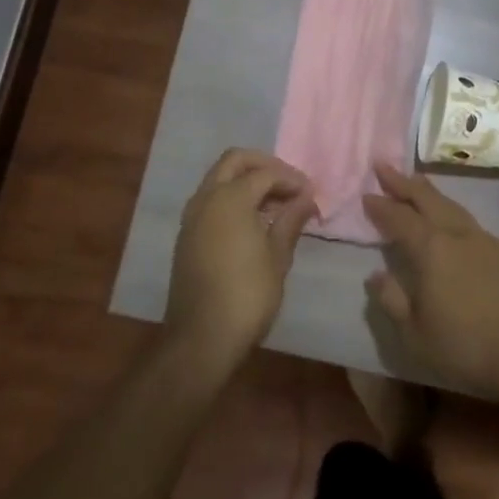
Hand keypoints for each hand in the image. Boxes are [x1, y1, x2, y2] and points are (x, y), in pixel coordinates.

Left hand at [166, 149, 316, 369]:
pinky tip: (253, 222)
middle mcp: (206, 198)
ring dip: (246, 181)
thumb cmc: (247, 295)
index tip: (311, 194)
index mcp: (230, 198)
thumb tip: (305, 198)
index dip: (292, 179)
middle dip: (264, 165)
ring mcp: (192, 217)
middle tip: (289, 184)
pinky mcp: (187, 235)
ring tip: (275, 204)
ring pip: (219, 179)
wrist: (201, 337)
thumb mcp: (277, 257)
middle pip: (235, 161)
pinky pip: (211, 200)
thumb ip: (290, 221)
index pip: (266, 173)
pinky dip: (232, 198)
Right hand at [363, 163, 498, 400]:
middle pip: (427, 199)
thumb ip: (393, 301)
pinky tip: (450, 219)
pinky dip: (449, 209)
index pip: (399, 218)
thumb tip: (376, 275)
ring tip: (416, 183)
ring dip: (429, 192)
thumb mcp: (415, 334)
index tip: (366, 194)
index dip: (381, 206)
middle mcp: (457, 234)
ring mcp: (484, 240)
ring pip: (451, 205)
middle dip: (403, 182)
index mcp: (431, 249)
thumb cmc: (466, 346)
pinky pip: (467, 219)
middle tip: (384, 166)